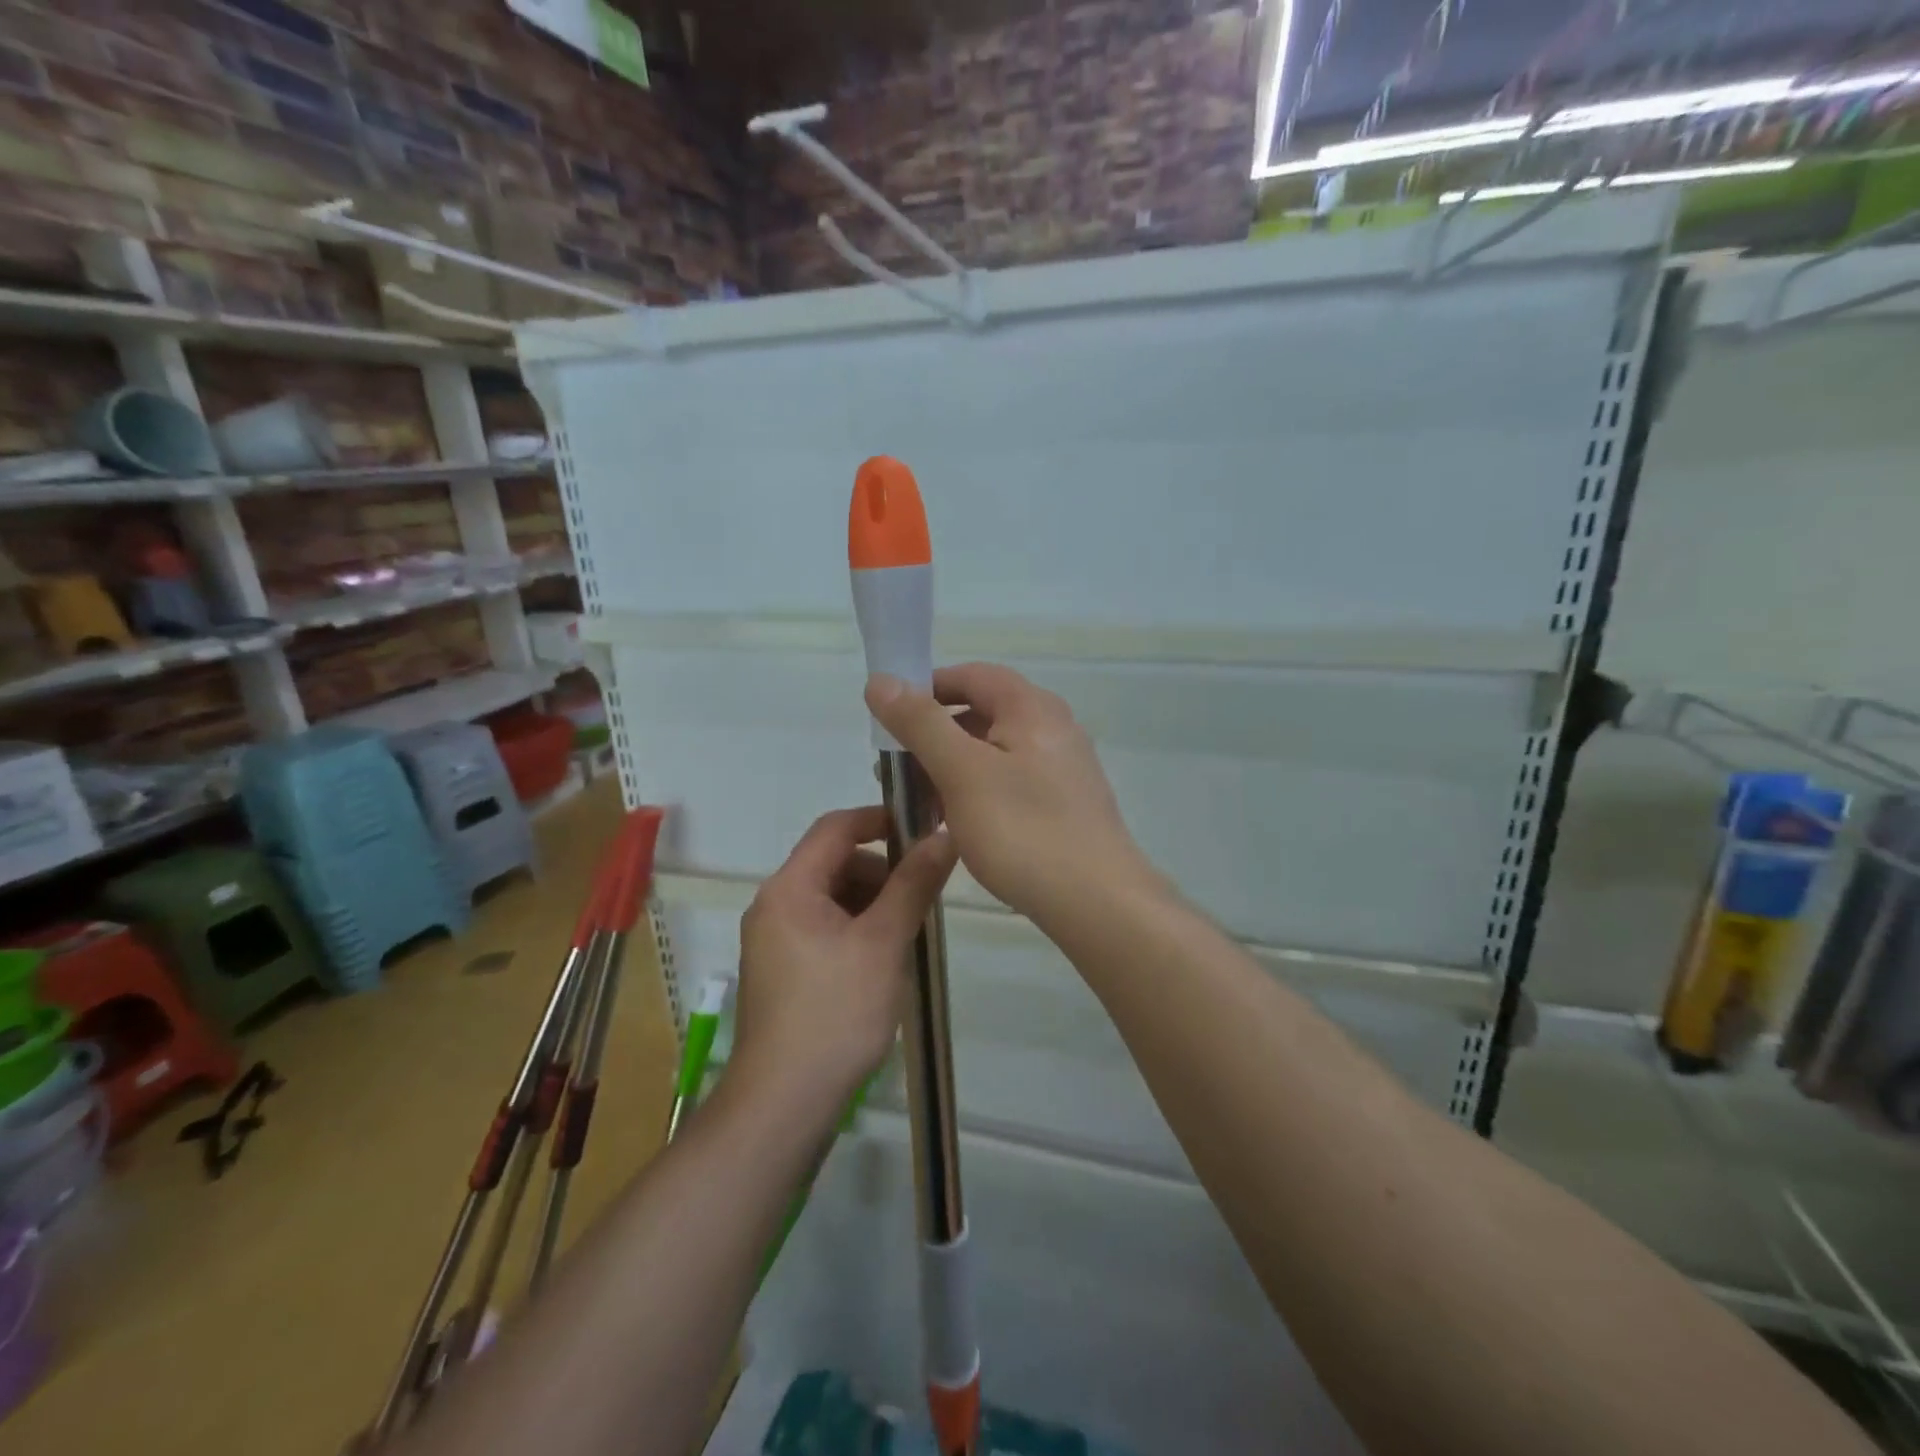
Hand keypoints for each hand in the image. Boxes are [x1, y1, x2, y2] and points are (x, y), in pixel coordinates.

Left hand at [733, 806, 956, 1110]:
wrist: (784, 1103)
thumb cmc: (836, 1012)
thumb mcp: (884, 942)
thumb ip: (913, 884)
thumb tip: (943, 836)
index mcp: (790, 888)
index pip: (835, 827)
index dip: (879, 820)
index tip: (923, 829)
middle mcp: (773, 906)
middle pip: (833, 864)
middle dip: (881, 872)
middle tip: (922, 898)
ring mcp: (773, 942)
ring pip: (831, 900)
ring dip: (871, 904)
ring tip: (907, 936)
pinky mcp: (781, 972)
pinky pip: (822, 930)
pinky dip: (855, 932)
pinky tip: (882, 963)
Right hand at [864, 663, 1157, 929]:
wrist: (1098, 902)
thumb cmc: (1024, 830)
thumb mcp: (962, 772)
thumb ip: (921, 724)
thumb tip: (881, 680)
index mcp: (1032, 707)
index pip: (972, 675)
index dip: (927, 688)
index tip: (889, 718)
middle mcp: (1053, 727)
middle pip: (983, 712)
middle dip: (934, 735)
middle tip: (896, 769)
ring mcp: (1062, 767)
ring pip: (994, 752)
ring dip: (952, 767)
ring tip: (919, 802)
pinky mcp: (1064, 803)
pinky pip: (1010, 781)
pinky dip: (977, 791)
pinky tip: (957, 824)